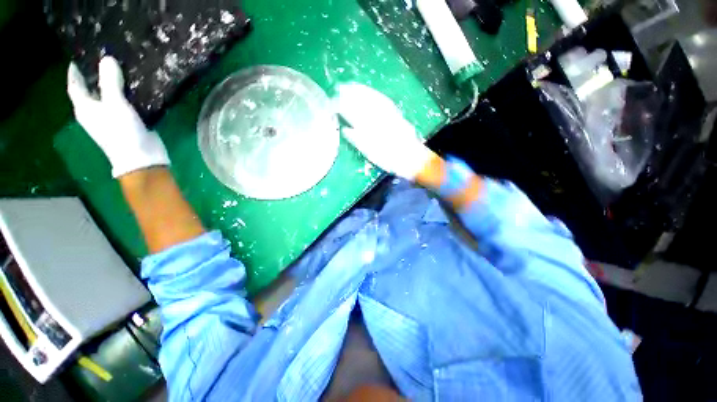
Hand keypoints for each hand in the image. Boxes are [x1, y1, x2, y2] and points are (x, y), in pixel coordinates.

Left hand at [67, 56, 169, 177]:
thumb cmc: (122, 131)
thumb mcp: (115, 104)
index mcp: (85, 108)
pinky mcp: (129, 122)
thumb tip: (107, 59)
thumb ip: (110, 82)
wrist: (142, 157)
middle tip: (104, 58)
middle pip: (92, 90)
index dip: (75, 71)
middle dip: (95, 75)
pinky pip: (125, 104)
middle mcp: (95, 112)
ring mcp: (112, 118)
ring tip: (122, 69)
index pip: (75, 85)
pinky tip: (136, 87)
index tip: (79, 57)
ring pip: (110, 96)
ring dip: (114, 84)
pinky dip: (128, 95)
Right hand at [333, 83, 434, 180]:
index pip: (353, 113)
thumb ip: (358, 140)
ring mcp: (387, 114)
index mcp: (370, 128)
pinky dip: (373, 94)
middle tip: (340, 88)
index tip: (334, 101)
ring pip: (372, 99)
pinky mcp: (395, 114)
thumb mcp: (371, 153)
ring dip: (361, 91)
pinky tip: (369, 92)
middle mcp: (377, 118)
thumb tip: (345, 130)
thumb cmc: (389, 158)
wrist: (411, 157)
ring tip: (351, 86)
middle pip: (362, 103)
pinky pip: (382, 100)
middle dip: (350, 95)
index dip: (342, 106)